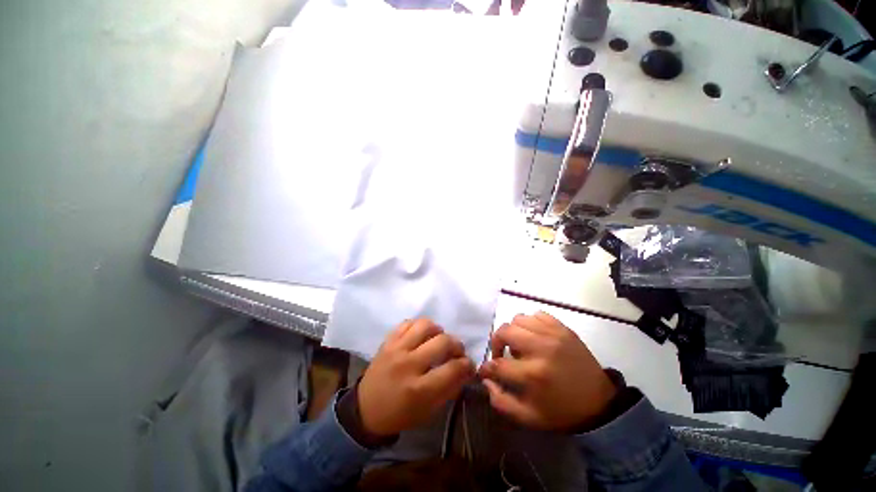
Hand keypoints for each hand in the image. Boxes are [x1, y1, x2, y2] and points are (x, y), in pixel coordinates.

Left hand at [358, 319, 475, 436]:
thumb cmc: (400, 414)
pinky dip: (419, 326)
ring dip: (438, 330)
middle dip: (456, 345)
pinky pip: (408, 322)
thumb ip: (450, 389)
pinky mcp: (388, 340)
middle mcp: (408, 364)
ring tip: (438, 339)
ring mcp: (396, 348)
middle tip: (457, 351)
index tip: (469, 364)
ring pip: (425, 325)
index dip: (467, 364)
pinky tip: (422, 336)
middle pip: (442, 342)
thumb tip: (466, 370)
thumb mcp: (428, 411)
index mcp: (419, 389)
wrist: (366, 409)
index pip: (452, 368)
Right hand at [478, 311, 616, 430]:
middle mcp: (540, 348)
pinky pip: (537, 314)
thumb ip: (501, 401)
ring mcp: (552, 334)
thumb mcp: (529, 417)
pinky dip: (530, 323)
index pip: (497, 364)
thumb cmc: (562, 411)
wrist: (600, 403)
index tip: (485, 370)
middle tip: (500, 354)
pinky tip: (533, 336)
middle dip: (495, 343)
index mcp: (532, 374)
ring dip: (513, 331)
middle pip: (504, 332)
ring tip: (519, 344)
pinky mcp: (563, 328)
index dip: (486, 368)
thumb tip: (486, 380)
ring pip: (518, 319)